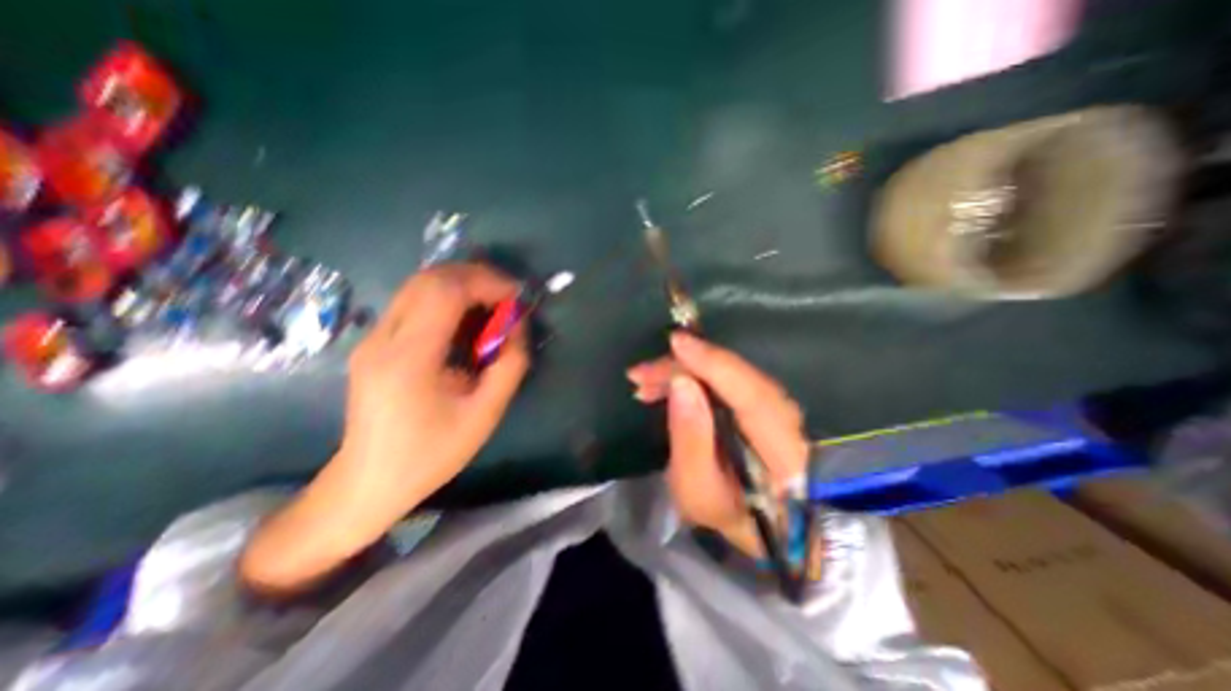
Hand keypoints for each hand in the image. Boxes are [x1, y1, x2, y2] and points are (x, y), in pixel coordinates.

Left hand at [240, 264, 527, 593]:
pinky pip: (414, 302)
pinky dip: (448, 300)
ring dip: (462, 286)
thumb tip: (518, 326)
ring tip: (492, 306)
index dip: (487, 283)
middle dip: (476, 277)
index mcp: (409, 359)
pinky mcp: (375, 342)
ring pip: (420, 285)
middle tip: (507, 297)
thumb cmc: (431, 454)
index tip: (517, 297)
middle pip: (430, 278)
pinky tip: (467, 322)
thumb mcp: (485, 414)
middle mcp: (383, 338)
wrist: (369, 481)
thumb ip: (509, 366)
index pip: (445, 291)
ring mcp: (373, 338)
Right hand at [626, 329, 810, 556]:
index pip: (749, 392)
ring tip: (646, 382)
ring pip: (730, 373)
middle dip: (685, 367)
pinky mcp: (763, 402)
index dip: (712, 362)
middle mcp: (786, 418)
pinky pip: (728, 379)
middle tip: (640, 375)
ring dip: (686, 370)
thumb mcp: (699, 490)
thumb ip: (691, 438)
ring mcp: (778, 407)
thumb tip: (680, 384)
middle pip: (736, 375)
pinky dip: (697, 376)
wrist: (764, 523)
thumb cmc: (728, 515)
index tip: (675, 343)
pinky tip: (670, 383)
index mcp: (781, 448)